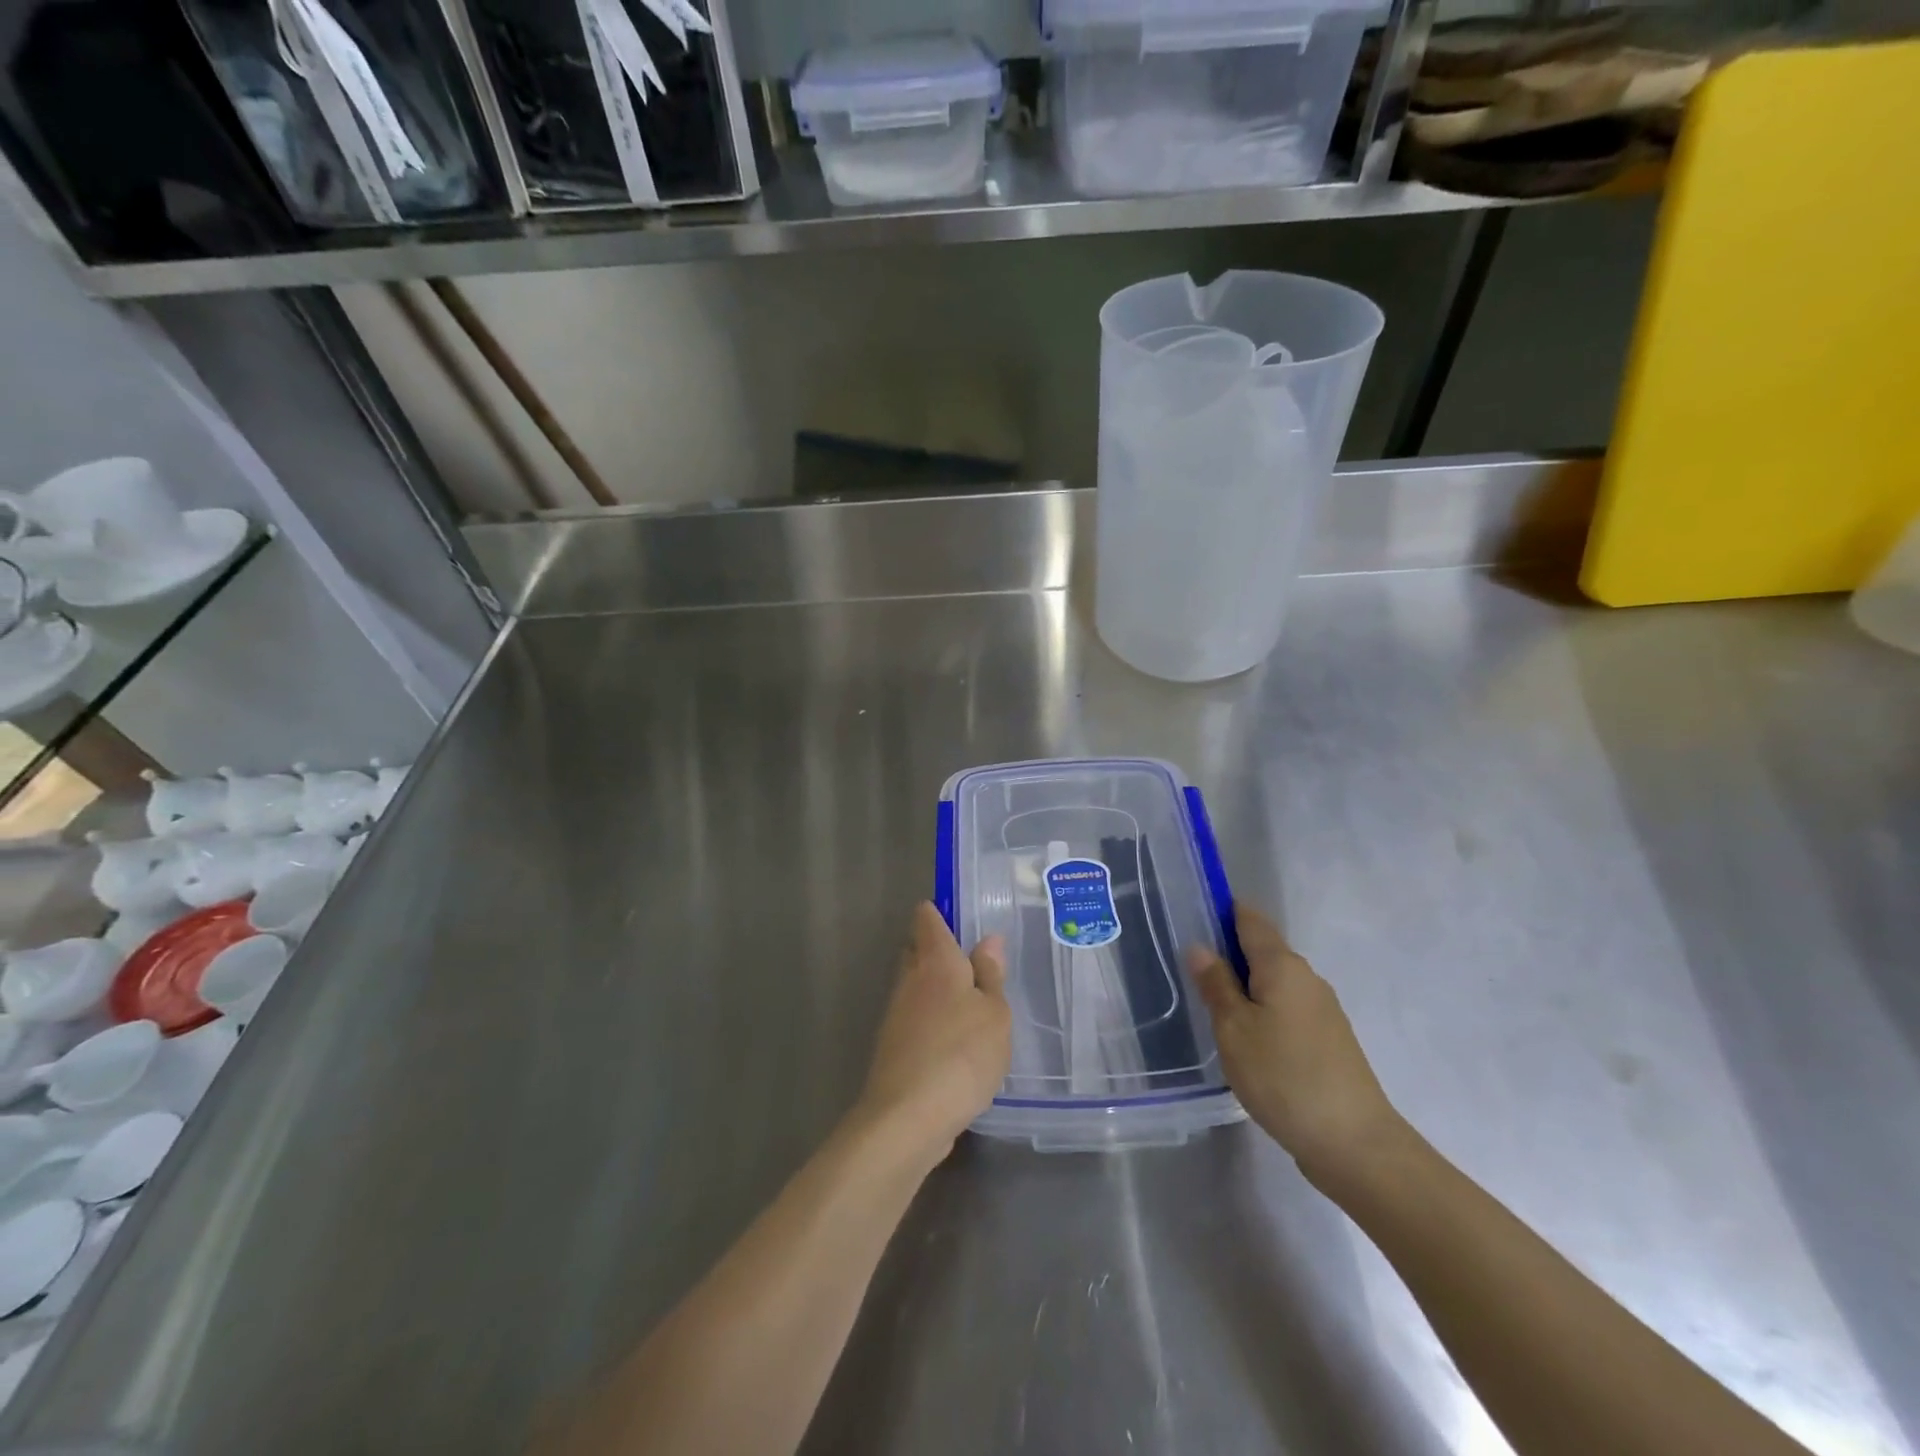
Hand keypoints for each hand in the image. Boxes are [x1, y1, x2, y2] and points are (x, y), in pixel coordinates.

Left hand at [853, 903, 1010, 1166]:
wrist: (907, 1117)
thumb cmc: (961, 1054)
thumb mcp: (994, 1014)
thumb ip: (991, 976)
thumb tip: (988, 940)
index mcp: (936, 961)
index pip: (927, 919)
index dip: (939, 912)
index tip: (958, 914)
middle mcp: (910, 980)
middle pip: (916, 950)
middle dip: (936, 949)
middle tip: (970, 959)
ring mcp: (896, 1015)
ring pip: (914, 987)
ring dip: (935, 989)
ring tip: (969, 1002)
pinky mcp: (893, 1049)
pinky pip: (914, 1020)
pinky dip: (931, 1021)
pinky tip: (954, 1041)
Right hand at [1188, 907, 1408, 1194]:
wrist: (1354, 1143)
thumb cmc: (1283, 1076)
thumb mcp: (1234, 1029)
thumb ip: (1216, 984)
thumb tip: (1200, 946)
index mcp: (1282, 965)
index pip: (1250, 918)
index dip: (1222, 910)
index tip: (1192, 916)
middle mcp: (1306, 978)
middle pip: (1262, 949)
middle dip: (1229, 952)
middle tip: (1191, 970)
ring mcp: (1322, 1010)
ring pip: (1274, 982)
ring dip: (1246, 986)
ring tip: (1212, 1007)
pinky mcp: (1328, 1040)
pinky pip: (1287, 1008)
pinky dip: (1263, 1011)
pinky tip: (1246, 1039)